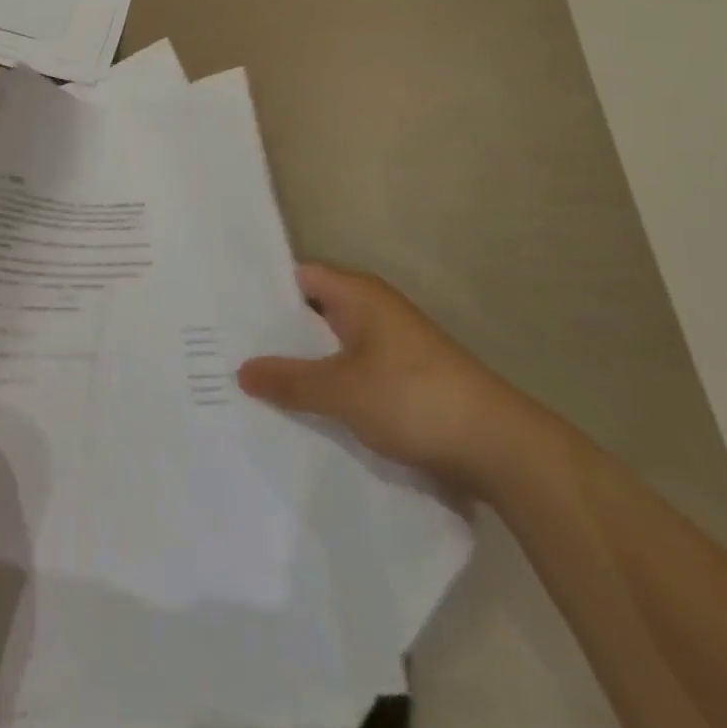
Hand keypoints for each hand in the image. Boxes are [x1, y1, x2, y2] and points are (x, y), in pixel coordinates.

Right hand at [238, 263, 531, 488]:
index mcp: (358, 294)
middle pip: (311, 313)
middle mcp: (374, 311)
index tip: (223, 311)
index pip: (296, 277)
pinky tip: (300, 409)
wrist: (503, 450)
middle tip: (227, 350)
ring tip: (253, 382)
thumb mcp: (340, 390)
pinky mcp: (404, 380)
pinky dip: (327, 386)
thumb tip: (240, 370)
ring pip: (331, 347)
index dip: (261, 291)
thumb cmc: (414, 398)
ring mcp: (391, 347)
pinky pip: (351, 373)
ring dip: (301, 364)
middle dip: (275, 333)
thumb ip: (288, 379)